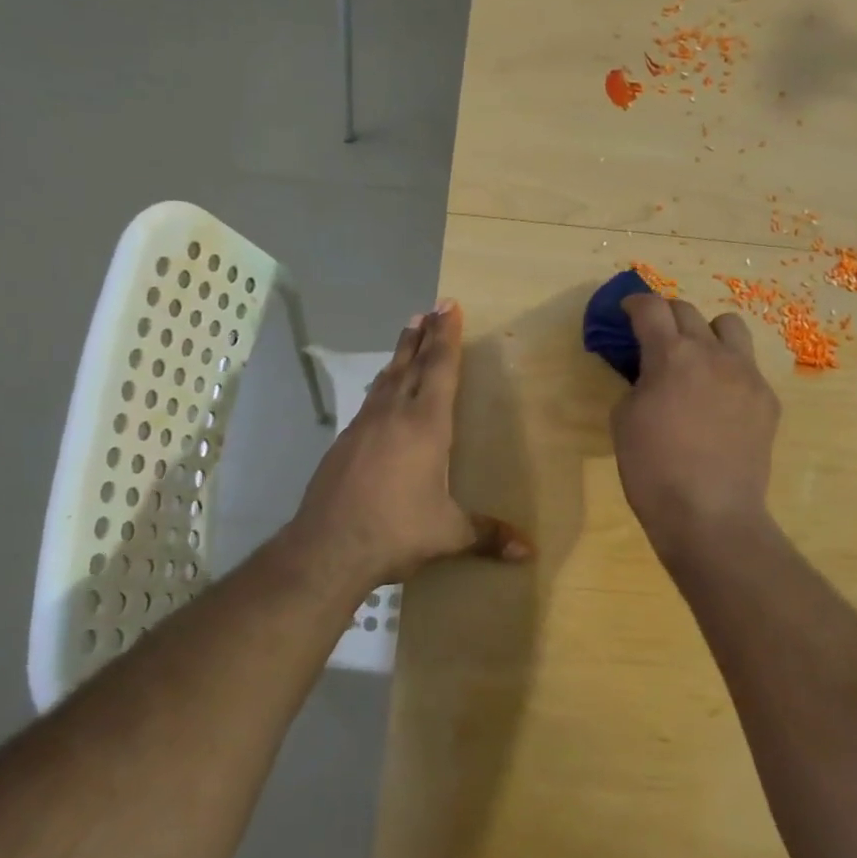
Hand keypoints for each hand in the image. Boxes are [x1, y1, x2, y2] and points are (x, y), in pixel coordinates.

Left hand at [287, 300, 532, 596]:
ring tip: (408, 333)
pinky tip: (381, 390)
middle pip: (411, 364)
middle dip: (424, 335)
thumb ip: (487, 534)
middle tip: (431, 309)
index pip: (440, 369)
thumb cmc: (396, 531)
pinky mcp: (343, 443)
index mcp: (425, 425)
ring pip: (386, 378)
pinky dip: (382, 384)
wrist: (326, 548)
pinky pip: (370, 401)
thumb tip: (530, 551)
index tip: (449, 306)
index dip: (447, 337)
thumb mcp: (448, 533)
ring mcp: (363, 426)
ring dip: (400, 353)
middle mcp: (393, 415)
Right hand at [613, 294, 780, 556]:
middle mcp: (712, 354)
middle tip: (655, 336)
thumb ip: (636, 382)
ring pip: (729, 327)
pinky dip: (728, 370)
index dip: (635, 303)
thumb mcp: (623, 420)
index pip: (651, 308)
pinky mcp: (767, 399)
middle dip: (667, 316)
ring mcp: (746, 374)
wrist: (710, 515)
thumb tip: (649, 373)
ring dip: (707, 332)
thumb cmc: (653, 470)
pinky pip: (747, 367)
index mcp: (671, 356)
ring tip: (696, 358)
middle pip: (689, 311)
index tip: (627, 311)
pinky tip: (718, 400)